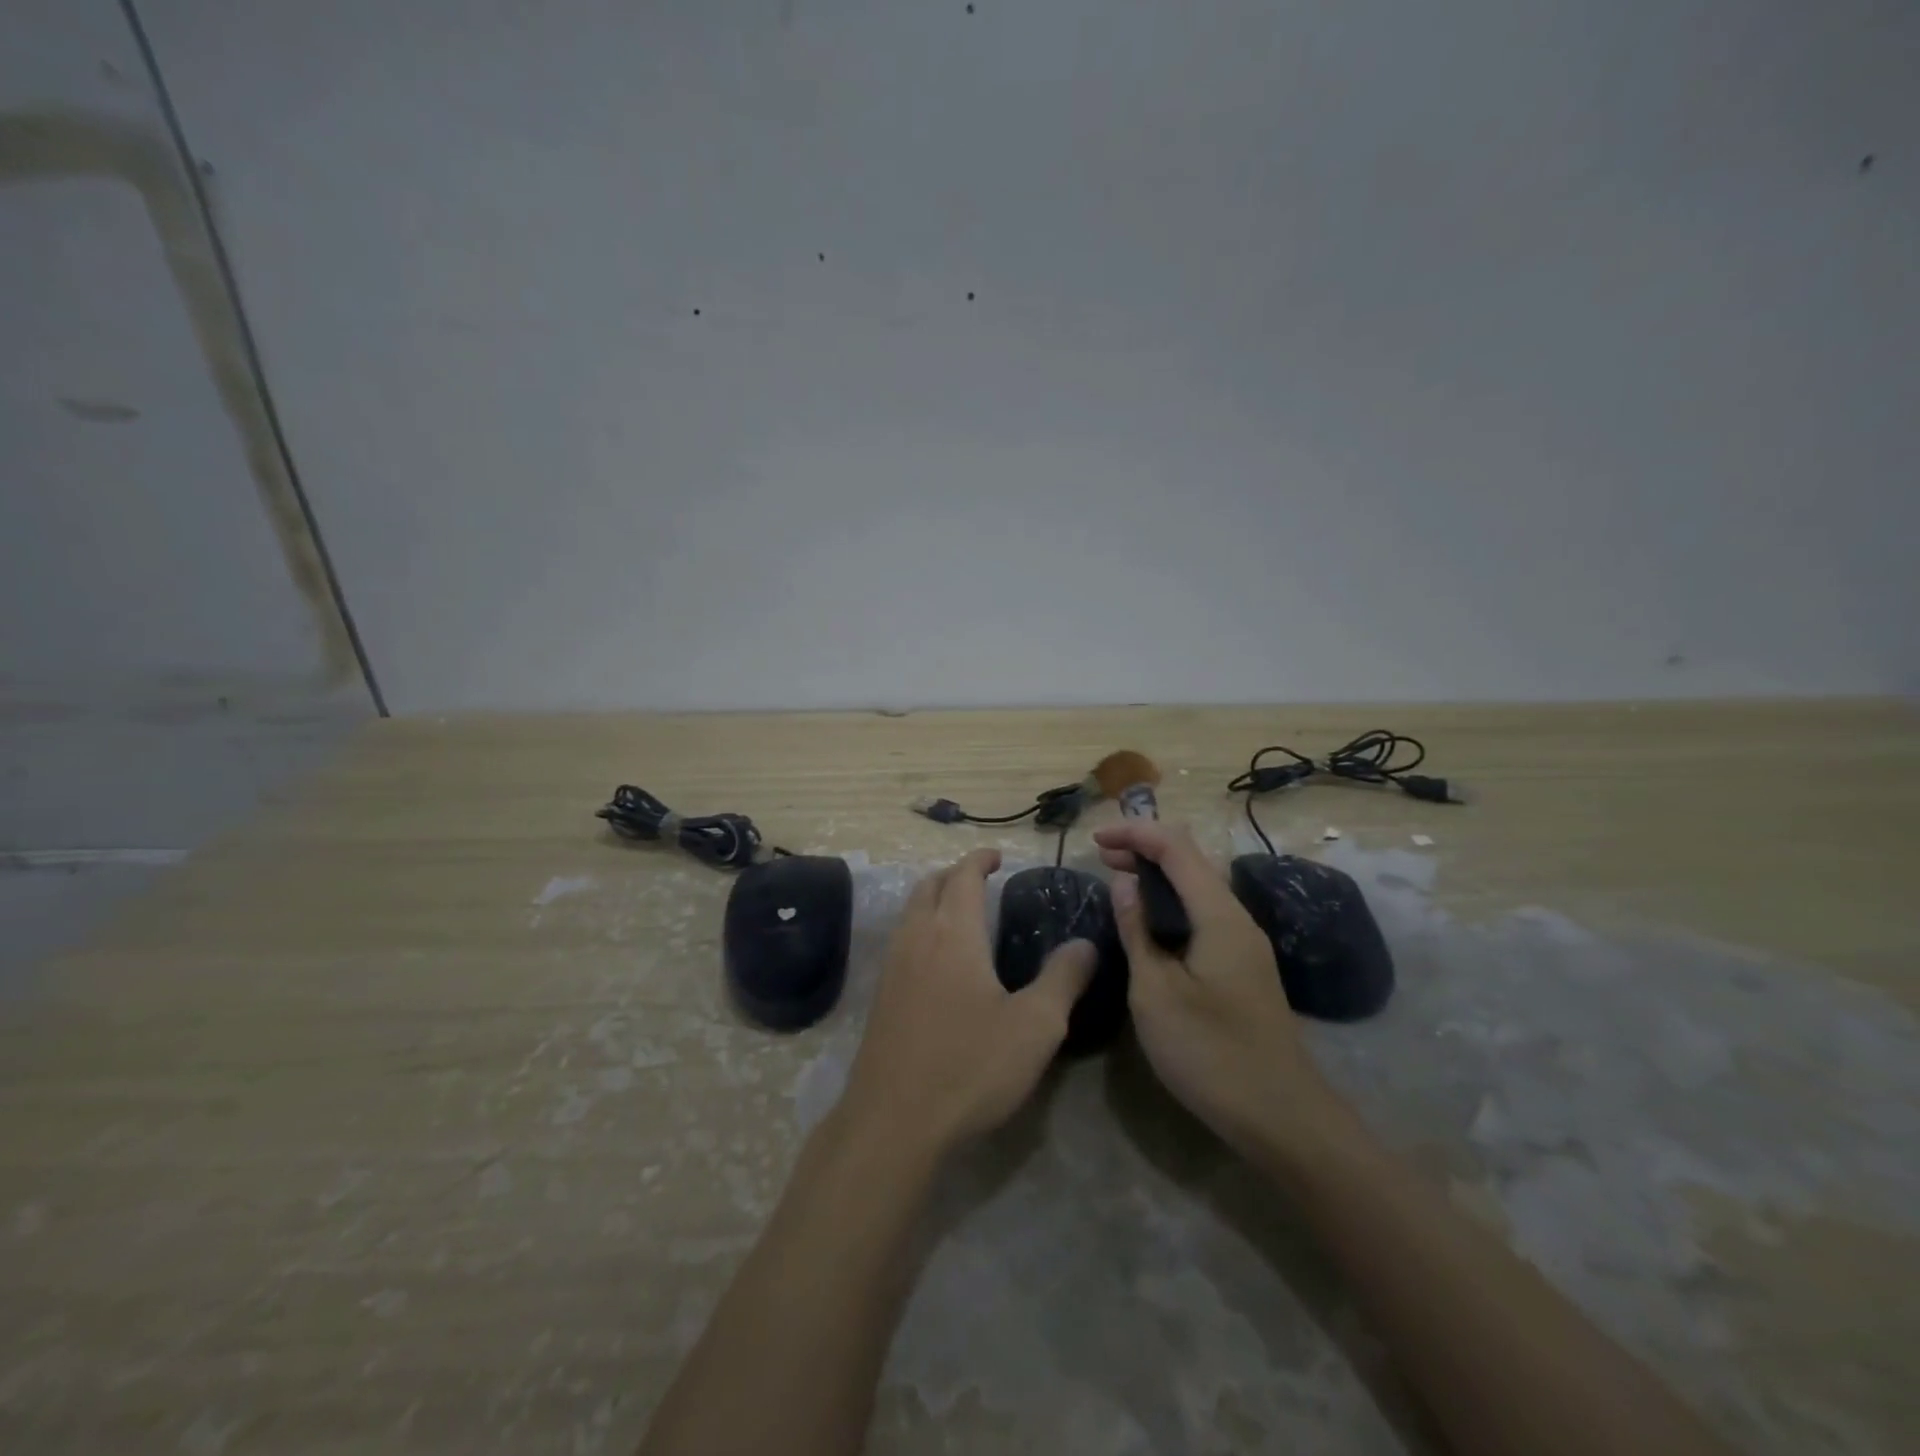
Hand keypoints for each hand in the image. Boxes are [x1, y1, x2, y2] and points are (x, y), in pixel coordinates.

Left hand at [841, 849, 1096, 1157]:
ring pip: (910, 912)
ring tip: (960, 912)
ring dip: (933, 898)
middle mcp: (918, 937)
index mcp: (954, 933)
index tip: (996, 857)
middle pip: (929, 886)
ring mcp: (893, 966)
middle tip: (980, 879)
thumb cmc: (970, 1065)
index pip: (963, 877)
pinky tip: (937, 960)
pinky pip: (901, 940)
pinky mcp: (881, 996)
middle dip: (953, 873)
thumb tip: (1086, 944)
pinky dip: (920, 927)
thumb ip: (1063, 979)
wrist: (893, 1120)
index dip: (979, 860)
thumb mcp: (1035, 1026)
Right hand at [1094, 822, 1346, 1155]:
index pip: (1176, 847)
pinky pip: (1204, 912)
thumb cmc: (1209, 1052)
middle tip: (1102, 856)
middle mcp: (1237, 918)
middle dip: (1145, 848)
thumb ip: (1137, 930)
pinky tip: (1149, 922)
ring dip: (1158, 874)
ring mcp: (1244, 943)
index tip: (1096, 839)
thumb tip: (1124, 883)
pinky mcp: (1243, 966)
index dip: (1135, 833)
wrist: (1280, 1115)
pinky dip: (1171, 902)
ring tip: (1119, 881)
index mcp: (1219, 915)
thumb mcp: (1155, 992)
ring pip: (1199, 886)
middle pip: (1191, 859)